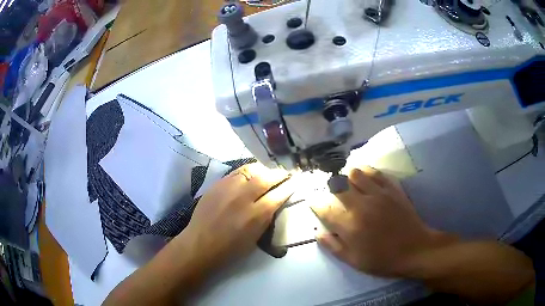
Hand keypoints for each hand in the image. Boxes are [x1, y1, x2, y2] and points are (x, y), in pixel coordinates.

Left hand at [175, 163, 293, 274]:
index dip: (290, 186)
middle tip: (285, 174)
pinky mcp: (217, 185)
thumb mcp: (255, 238)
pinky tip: (249, 175)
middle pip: (266, 178)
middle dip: (279, 174)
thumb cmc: (230, 249)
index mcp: (256, 216)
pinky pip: (236, 172)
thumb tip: (274, 202)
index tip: (296, 181)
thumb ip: (266, 218)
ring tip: (267, 173)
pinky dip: (247, 172)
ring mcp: (228, 188)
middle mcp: (243, 197)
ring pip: (251, 170)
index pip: (279, 194)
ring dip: (263, 170)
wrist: (200, 244)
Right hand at [312, 166, 450, 276]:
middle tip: (330, 192)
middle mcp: (361, 205)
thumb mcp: (354, 261)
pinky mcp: (392, 189)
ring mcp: (378, 194)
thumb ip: (333, 246)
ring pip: (355, 173)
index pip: (325, 208)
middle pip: (337, 186)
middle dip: (329, 187)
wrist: (415, 250)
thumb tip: (317, 232)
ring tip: (347, 183)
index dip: (316, 203)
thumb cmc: (383, 259)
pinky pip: (376, 172)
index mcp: (350, 226)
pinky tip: (365, 177)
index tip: (314, 203)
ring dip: (347, 176)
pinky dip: (366, 172)